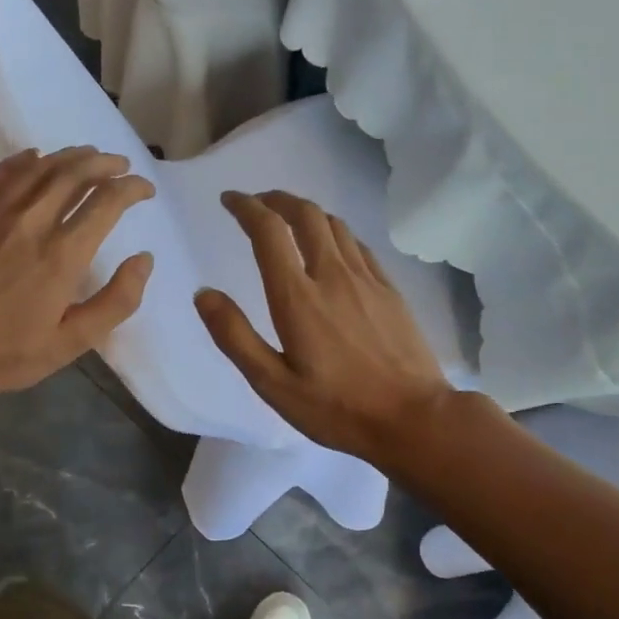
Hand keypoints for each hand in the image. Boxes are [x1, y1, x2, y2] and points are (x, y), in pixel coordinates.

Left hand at [0, 146, 154, 399]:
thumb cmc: (10, 353)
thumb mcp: (74, 341)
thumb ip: (117, 301)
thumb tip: (144, 260)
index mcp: (63, 254)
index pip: (106, 202)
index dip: (131, 189)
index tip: (145, 190)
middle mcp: (32, 223)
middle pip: (74, 174)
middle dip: (104, 164)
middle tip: (120, 164)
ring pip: (39, 168)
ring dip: (69, 156)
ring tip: (87, 155)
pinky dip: (22, 160)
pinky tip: (34, 156)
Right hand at [194, 190, 452, 464]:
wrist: (414, 418)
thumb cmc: (337, 408)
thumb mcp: (273, 384)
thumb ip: (235, 336)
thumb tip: (205, 294)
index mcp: (298, 297)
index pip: (269, 231)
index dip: (246, 207)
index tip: (229, 200)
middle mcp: (333, 275)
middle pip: (305, 214)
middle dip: (277, 199)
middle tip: (257, 202)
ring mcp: (367, 280)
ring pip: (335, 225)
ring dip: (306, 212)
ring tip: (289, 219)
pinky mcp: (390, 290)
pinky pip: (358, 245)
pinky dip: (335, 233)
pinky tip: (332, 248)